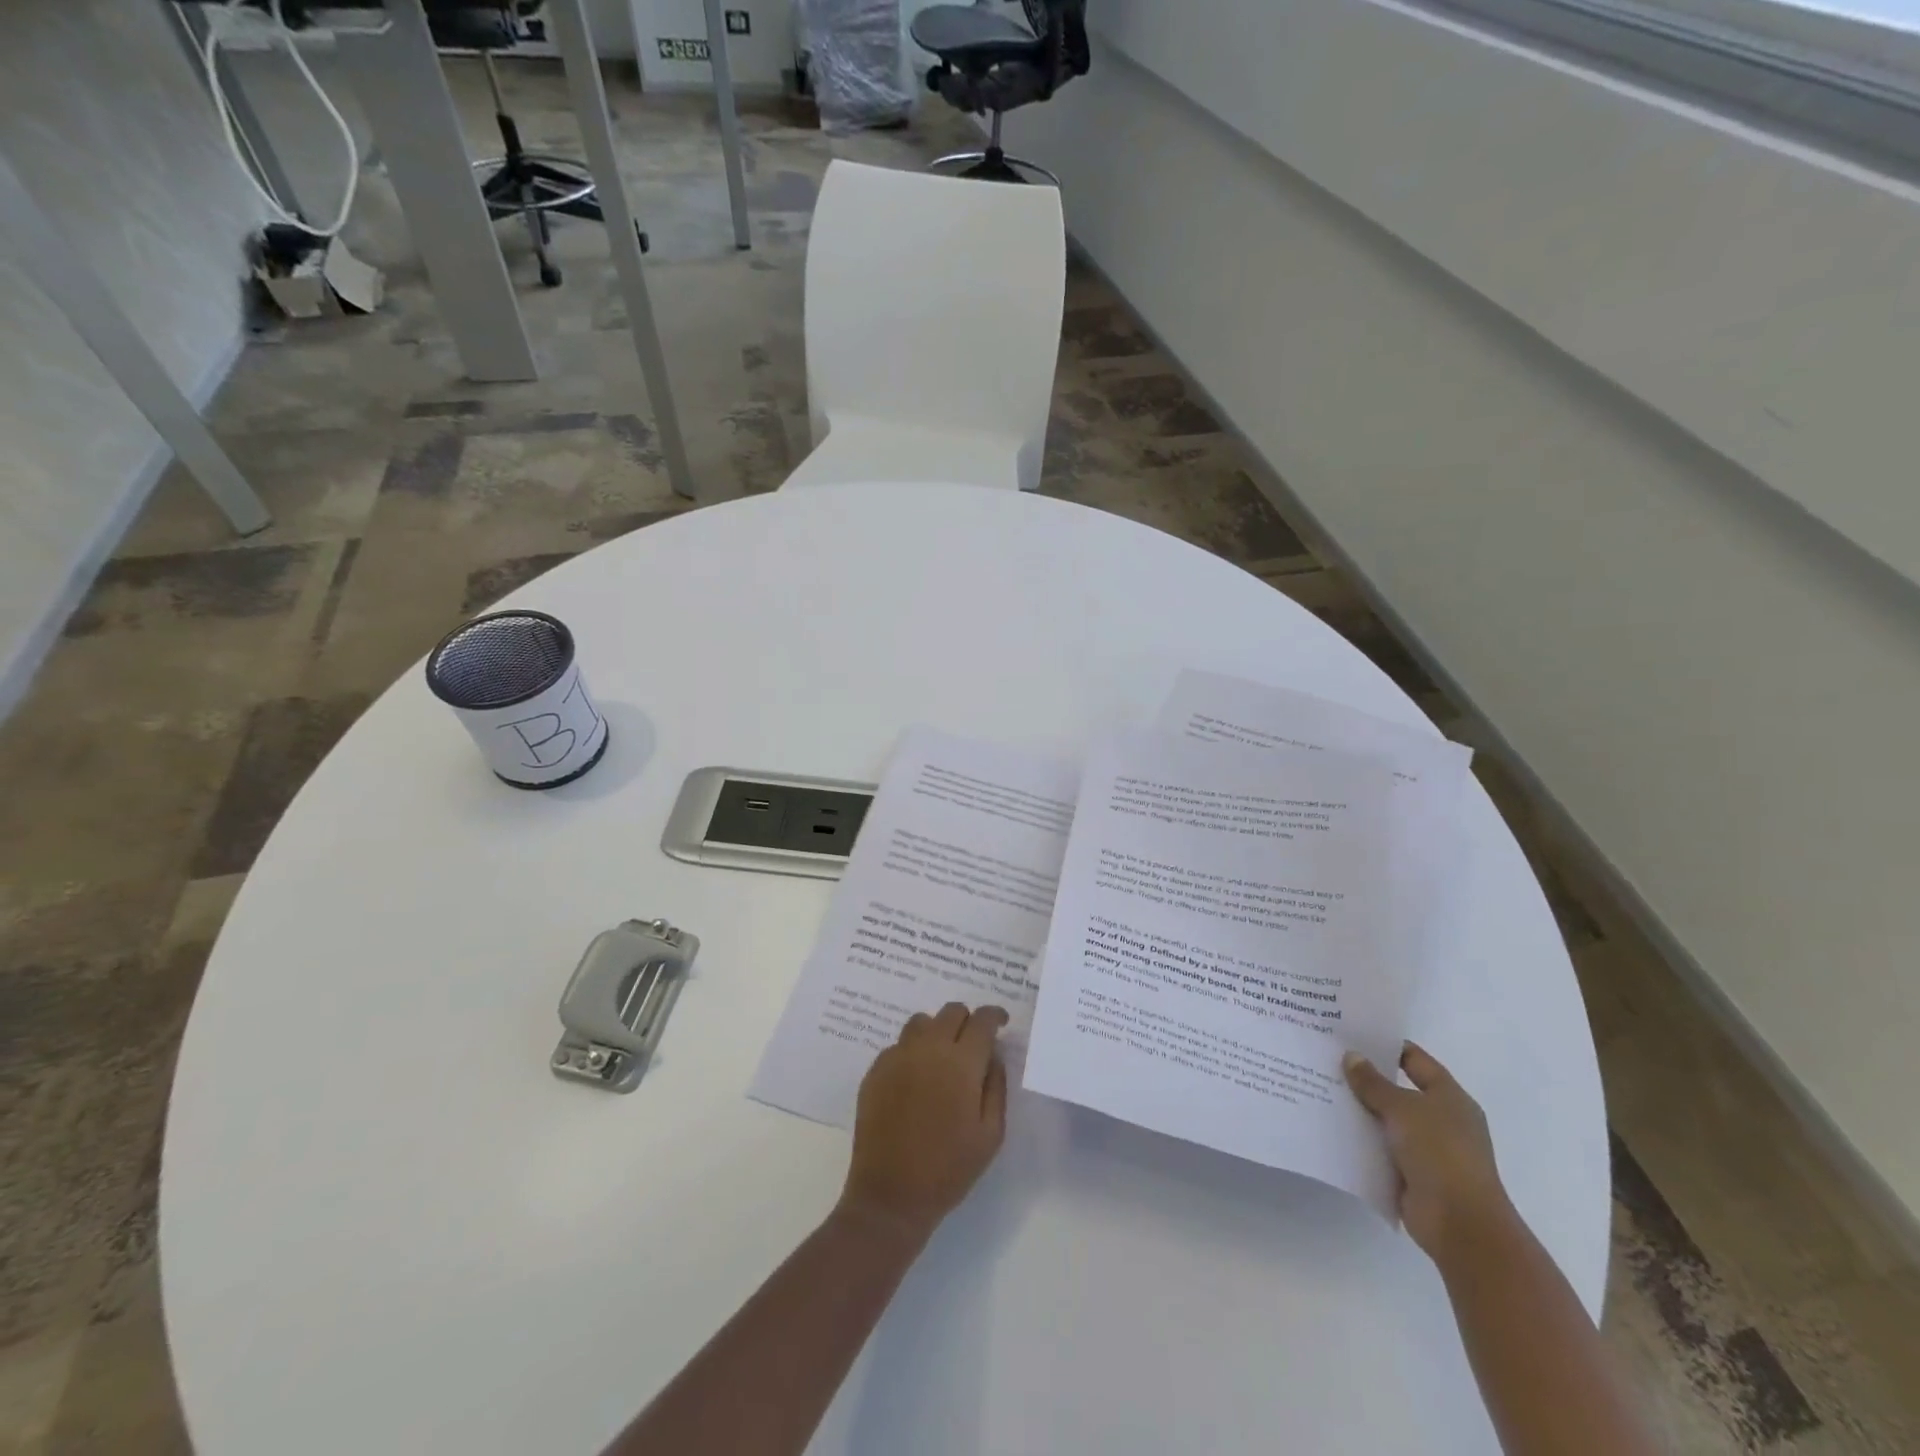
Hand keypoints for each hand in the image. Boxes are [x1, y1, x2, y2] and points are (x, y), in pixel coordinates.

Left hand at [838, 1003, 1009, 1246]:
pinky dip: (912, 1052)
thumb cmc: (949, 1169)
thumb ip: (996, 1086)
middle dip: (967, 1021)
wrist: (891, 1195)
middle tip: (972, 1045)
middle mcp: (928, 1049)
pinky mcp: (875, 1070)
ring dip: (937, 1031)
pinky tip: (915, 1080)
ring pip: (922, 1022)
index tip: (1001, 1023)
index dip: (995, 1016)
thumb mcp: (990, 1134)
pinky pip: (899, 1045)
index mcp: (961, 1063)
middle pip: (951, 1011)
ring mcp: (897, 1056)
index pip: (982, 1020)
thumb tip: (993, 1056)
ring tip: (941, 1058)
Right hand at [1344, 1042, 1516, 1266]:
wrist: (1460, 1224)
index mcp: (1449, 1097)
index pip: (1414, 1059)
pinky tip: (1331, 1128)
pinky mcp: (1413, 1174)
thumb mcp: (1403, 1109)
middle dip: (1365, 1078)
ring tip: (1320, 1090)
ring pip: (1387, 1120)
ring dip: (1360, 1110)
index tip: (1350, 1035)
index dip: (1385, 1045)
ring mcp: (1428, 1149)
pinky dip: (1362, 1140)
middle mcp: (1442, 1119)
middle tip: (1327, 1060)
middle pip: (1398, 1089)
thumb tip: (1351, 1056)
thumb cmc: (1439, 1153)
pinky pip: (1381, 1148)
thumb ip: (1374, 1083)